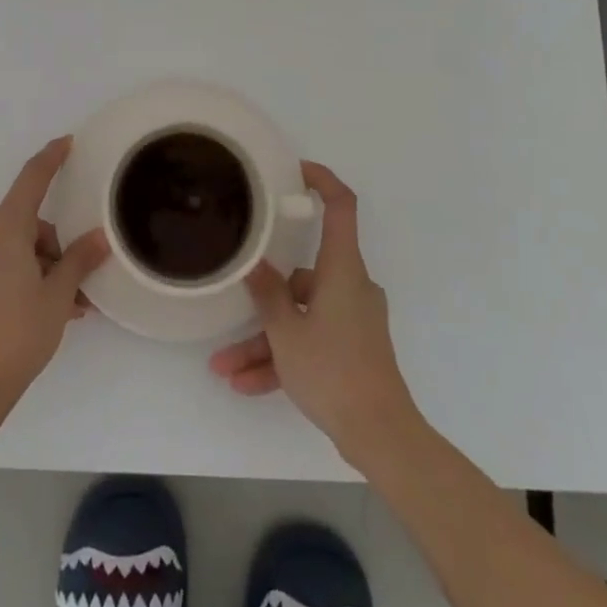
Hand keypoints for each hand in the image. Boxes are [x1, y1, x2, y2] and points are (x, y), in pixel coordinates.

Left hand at [0, 138, 110, 415]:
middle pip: (29, 224)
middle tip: (79, 286)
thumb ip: (79, 259)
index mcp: (3, 229)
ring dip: (44, 269)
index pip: (32, 179)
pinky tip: (47, 310)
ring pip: (18, 248)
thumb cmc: (17, 332)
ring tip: (69, 307)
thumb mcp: (57, 294)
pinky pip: (2, 264)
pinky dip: (25, 277)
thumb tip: (100, 238)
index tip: (67, 142)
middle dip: (57, 248)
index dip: (51, 158)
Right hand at [208, 162, 422, 465]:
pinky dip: (283, 358)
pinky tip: (247, 386)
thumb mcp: (287, 333)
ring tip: (225, 370)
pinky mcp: (352, 347)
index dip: (322, 181)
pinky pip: (311, 341)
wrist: (381, 435)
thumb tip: (254, 263)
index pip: (341, 207)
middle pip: (301, 278)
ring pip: (300, 317)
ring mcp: (353, 318)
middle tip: (228, 316)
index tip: (296, 170)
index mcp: (343, 270)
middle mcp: (351, 286)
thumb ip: (267, 294)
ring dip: (265, 342)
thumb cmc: (334, 371)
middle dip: (262, 302)